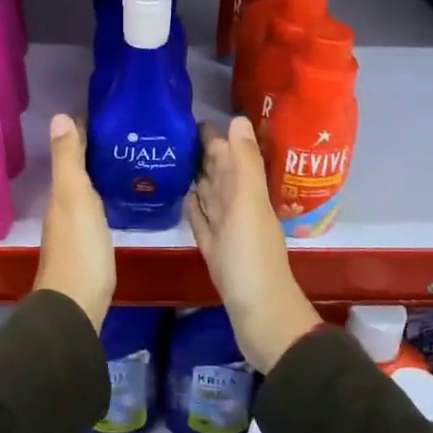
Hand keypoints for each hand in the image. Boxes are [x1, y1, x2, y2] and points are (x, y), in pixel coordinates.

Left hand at [34, 114, 115, 330]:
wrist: (76, 305)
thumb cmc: (79, 248)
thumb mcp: (74, 197)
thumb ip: (68, 159)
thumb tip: (59, 116)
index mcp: (61, 191)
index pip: (72, 149)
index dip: (85, 129)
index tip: (110, 112)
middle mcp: (64, 205)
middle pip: (79, 168)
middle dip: (97, 148)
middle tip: (127, 132)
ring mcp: (75, 226)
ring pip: (87, 188)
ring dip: (101, 171)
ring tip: (130, 156)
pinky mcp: (89, 244)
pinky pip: (96, 208)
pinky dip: (105, 194)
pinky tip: (122, 195)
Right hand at [187, 117, 320, 373]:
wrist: (259, 315)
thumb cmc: (251, 257)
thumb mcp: (249, 203)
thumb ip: (244, 162)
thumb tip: (238, 118)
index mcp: (247, 192)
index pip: (228, 155)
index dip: (214, 137)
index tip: (188, 118)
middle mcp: (237, 206)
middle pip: (218, 173)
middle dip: (201, 153)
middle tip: (172, 134)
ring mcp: (226, 230)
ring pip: (209, 195)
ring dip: (196, 177)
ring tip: (173, 158)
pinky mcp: (214, 250)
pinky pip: (202, 221)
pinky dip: (194, 207)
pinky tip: (183, 197)